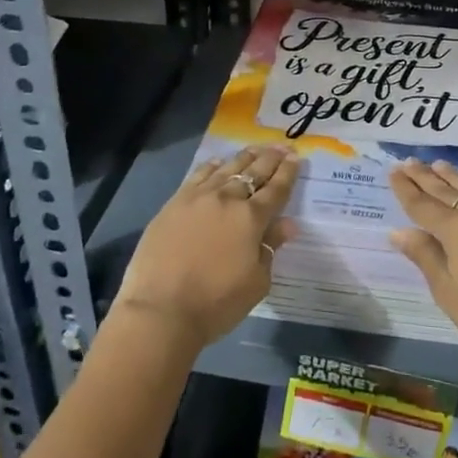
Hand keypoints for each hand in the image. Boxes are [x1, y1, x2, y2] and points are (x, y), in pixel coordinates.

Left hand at [112, 146, 299, 351]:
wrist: (161, 310)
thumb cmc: (216, 303)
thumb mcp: (256, 282)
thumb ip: (271, 247)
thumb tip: (288, 224)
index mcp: (251, 218)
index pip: (276, 189)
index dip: (288, 173)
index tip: (296, 158)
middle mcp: (227, 199)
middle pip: (254, 172)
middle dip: (271, 159)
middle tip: (282, 147)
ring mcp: (198, 197)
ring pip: (227, 168)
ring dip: (244, 157)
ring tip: (255, 149)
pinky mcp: (174, 203)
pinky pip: (198, 175)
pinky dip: (212, 166)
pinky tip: (218, 162)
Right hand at [388, 160, 457, 372]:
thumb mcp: (448, 292)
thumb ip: (425, 256)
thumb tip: (398, 232)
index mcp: (456, 229)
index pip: (422, 204)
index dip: (405, 189)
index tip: (393, 172)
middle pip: (446, 190)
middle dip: (424, 176)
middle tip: (408, 161)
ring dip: (452, 175)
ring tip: (437, 164)